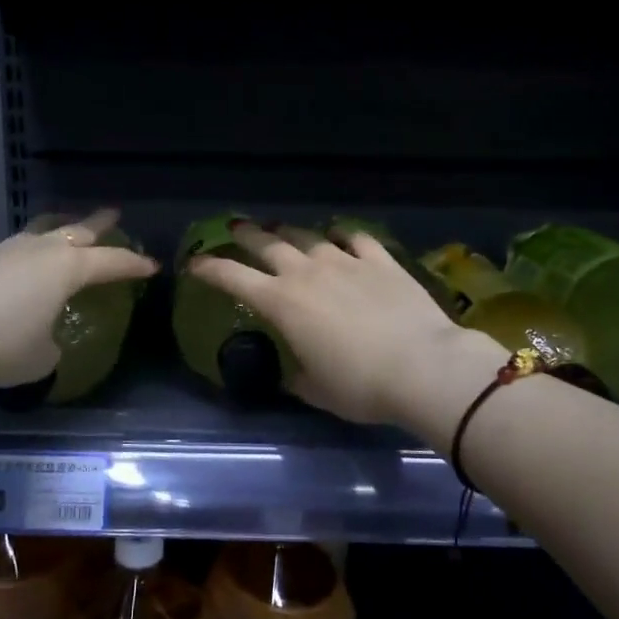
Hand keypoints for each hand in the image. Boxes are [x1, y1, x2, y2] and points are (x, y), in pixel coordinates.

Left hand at [0, 210, 156, 387]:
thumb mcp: (37, 359)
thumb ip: (50, 350)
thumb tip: (45, 344)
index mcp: (67, 270)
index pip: (111, 263)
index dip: (133, 264)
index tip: (152, 265)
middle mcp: (39, 252)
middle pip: (76, 230)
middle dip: (98, 223)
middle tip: (113, 213)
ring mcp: (4, 251)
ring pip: (41, 232)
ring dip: (58, 229)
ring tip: (64, 229)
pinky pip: (12, 251)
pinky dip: (26, 254)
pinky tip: (19, 266)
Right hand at [188, 222, 498, 426]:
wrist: (423, 366)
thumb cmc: (361, 386)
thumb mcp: (317, 390)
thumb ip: (297, 376)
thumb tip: (292, 372)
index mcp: (282, 303)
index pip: (234, 278)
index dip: (210, 268)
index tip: (195, 263)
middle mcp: (307, 273)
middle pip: (268, 244)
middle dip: (247, 235)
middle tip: (236, 227)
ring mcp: (345, 261)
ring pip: (308, 236)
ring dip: (290, 232)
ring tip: (282, 229)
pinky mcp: (381, 260)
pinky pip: (356, 238)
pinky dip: (342, 234)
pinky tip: (340, 234)